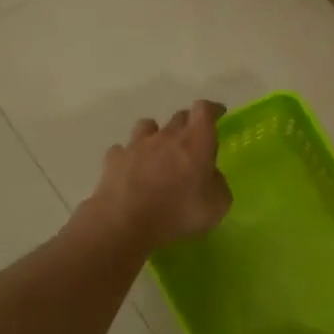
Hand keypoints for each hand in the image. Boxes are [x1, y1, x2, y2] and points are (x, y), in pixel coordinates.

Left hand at [84, 100, 232, 250]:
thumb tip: (211, 177)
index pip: (204, 110)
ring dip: (156, 135)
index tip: (218, 116)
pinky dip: (130, 156)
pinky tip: (132, 170)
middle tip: (192, 145)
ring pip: (148, 126)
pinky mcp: (114, 159)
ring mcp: (137, 145)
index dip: (212, 110)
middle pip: (179, 117)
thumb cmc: (178, 213)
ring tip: (158, 153)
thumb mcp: (217, 206)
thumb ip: (218, 185)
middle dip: (188, 126)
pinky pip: (124, 149)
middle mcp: (166, 136)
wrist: (126, 223)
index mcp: (195, 142)